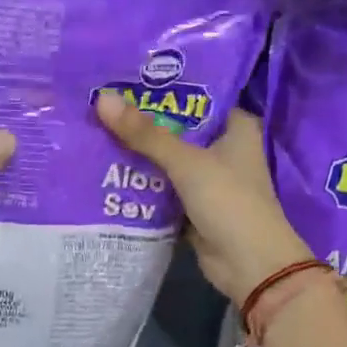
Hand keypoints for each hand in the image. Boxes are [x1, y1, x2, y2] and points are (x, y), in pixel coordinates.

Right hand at [95, 91, 312, 308]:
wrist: (250, 265)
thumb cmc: (229, 202)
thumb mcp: (186, 163)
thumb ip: (145, 134)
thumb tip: (102, 99)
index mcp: (235, 128)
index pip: (197, 99)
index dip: (164, 91)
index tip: (125, 81)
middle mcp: (223, 150)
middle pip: (176, 131)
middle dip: (142, 125)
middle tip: (100, 107)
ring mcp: (208, 181)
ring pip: (166, 162)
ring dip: (138, 156)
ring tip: (96, 135)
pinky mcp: (194, 208)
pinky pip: (162, 190)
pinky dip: (142, 186)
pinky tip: (108, 173)